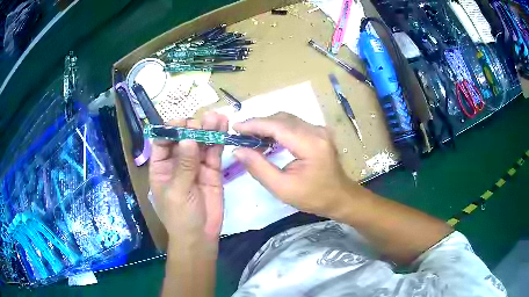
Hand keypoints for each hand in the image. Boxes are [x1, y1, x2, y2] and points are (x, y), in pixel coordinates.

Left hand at [149, 112, 227, 241]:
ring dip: (208, 130)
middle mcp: (177, 162)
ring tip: (217, 117)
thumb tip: (188, 139)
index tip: (182, 123)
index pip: (163, 142)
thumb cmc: (180, 217)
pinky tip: (223, 127)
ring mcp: (196, 165)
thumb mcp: (178, 192)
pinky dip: (218, 140)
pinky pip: (214, 153)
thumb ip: (184, 166)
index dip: (170, 130)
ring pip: (200, 143)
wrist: (200, 236)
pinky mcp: (212, 171)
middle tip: (203, 121)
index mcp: (161, 167)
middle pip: (183, 139)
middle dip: (192, 128)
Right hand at [233, 112, 359, 218]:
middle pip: (281, 119)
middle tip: (240, 135)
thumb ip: (259, 168)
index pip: (277, 125)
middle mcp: (316, 131)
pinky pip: (293, 124)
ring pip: (287, 119)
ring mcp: (319, 130)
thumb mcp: (283, 188)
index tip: (235, 128)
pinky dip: (277, 129)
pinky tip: (267, 139)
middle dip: (259, 124)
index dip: (254, 124)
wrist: (340, 197)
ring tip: (250, 137)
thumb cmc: (314, 197)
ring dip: (267, 126)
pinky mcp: (318, 132)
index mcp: (310, 144)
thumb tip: (238, 150)